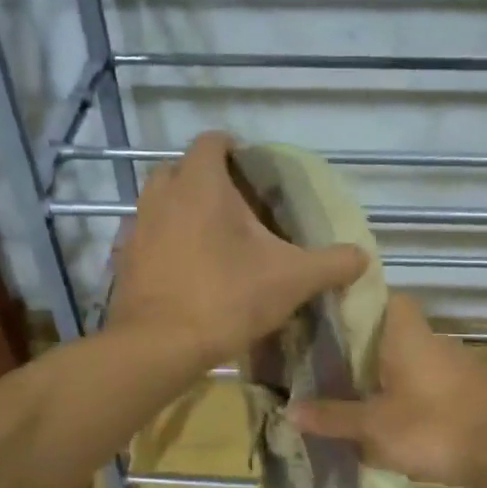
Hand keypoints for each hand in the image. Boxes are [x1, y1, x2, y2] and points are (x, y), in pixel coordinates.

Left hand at [106, 132, 366, 367]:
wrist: (160, 346)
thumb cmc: (227, 298)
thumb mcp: (292, 280)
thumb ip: (331, 264)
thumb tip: (362, 257)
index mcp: (200, 184)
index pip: (211, 141)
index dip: (232, 148)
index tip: (251, 169)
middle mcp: (161, 195)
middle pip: (180, 169)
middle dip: (205, 180)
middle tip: (235, 207)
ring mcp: (137, 227)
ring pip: (159, 203)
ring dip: (181, 211)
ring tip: (211, 239)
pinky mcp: (124, 260)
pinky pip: (147, 239)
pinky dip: (164, 245)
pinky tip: (185, 271)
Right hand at [289, 295, 486, 487]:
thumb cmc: (433, 428)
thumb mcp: (374, 427)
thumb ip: (333, 417)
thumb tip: (289, 411)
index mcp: (406, 334)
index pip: (381, 297)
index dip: (354, 305)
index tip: (327, 324)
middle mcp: (433, 340)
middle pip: (392, 332)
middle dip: (364, 349)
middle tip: (330, 369)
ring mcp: (457, 364)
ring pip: (412, 359)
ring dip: (388, 375)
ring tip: (357, 398)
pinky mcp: (471, 390)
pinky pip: (430, 383)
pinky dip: (411, 395)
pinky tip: (396, 420)